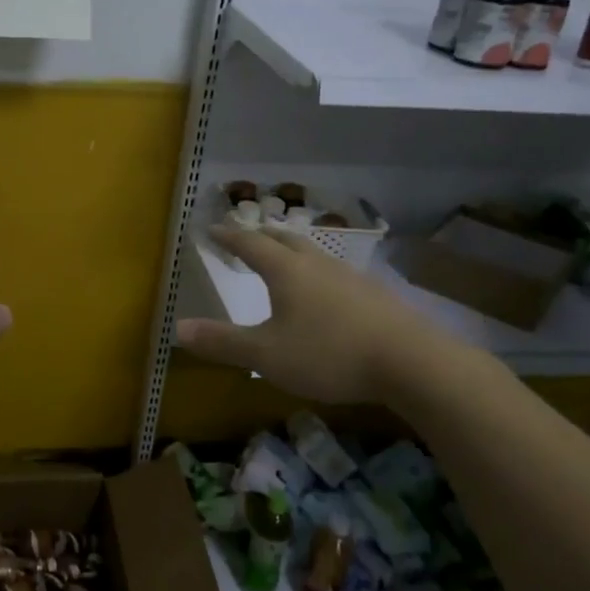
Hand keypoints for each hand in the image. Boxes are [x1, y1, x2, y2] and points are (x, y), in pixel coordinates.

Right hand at [176, 226, 449, 403]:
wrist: (411, 361)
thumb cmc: (329, 354)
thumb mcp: (266, 355)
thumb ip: (222, 342)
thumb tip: (177, 328)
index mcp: (286, 271)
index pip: (250, 244)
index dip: (228, 236)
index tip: (212, 228)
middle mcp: (317, 264)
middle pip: (284, 239)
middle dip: (261, 236)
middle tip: (246, 236)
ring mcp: (350, 277)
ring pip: (314, 254)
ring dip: (292, 251)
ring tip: (284, 259)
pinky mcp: (375, 295)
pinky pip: (336, 274)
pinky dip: (318, 273)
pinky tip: (326, 293)